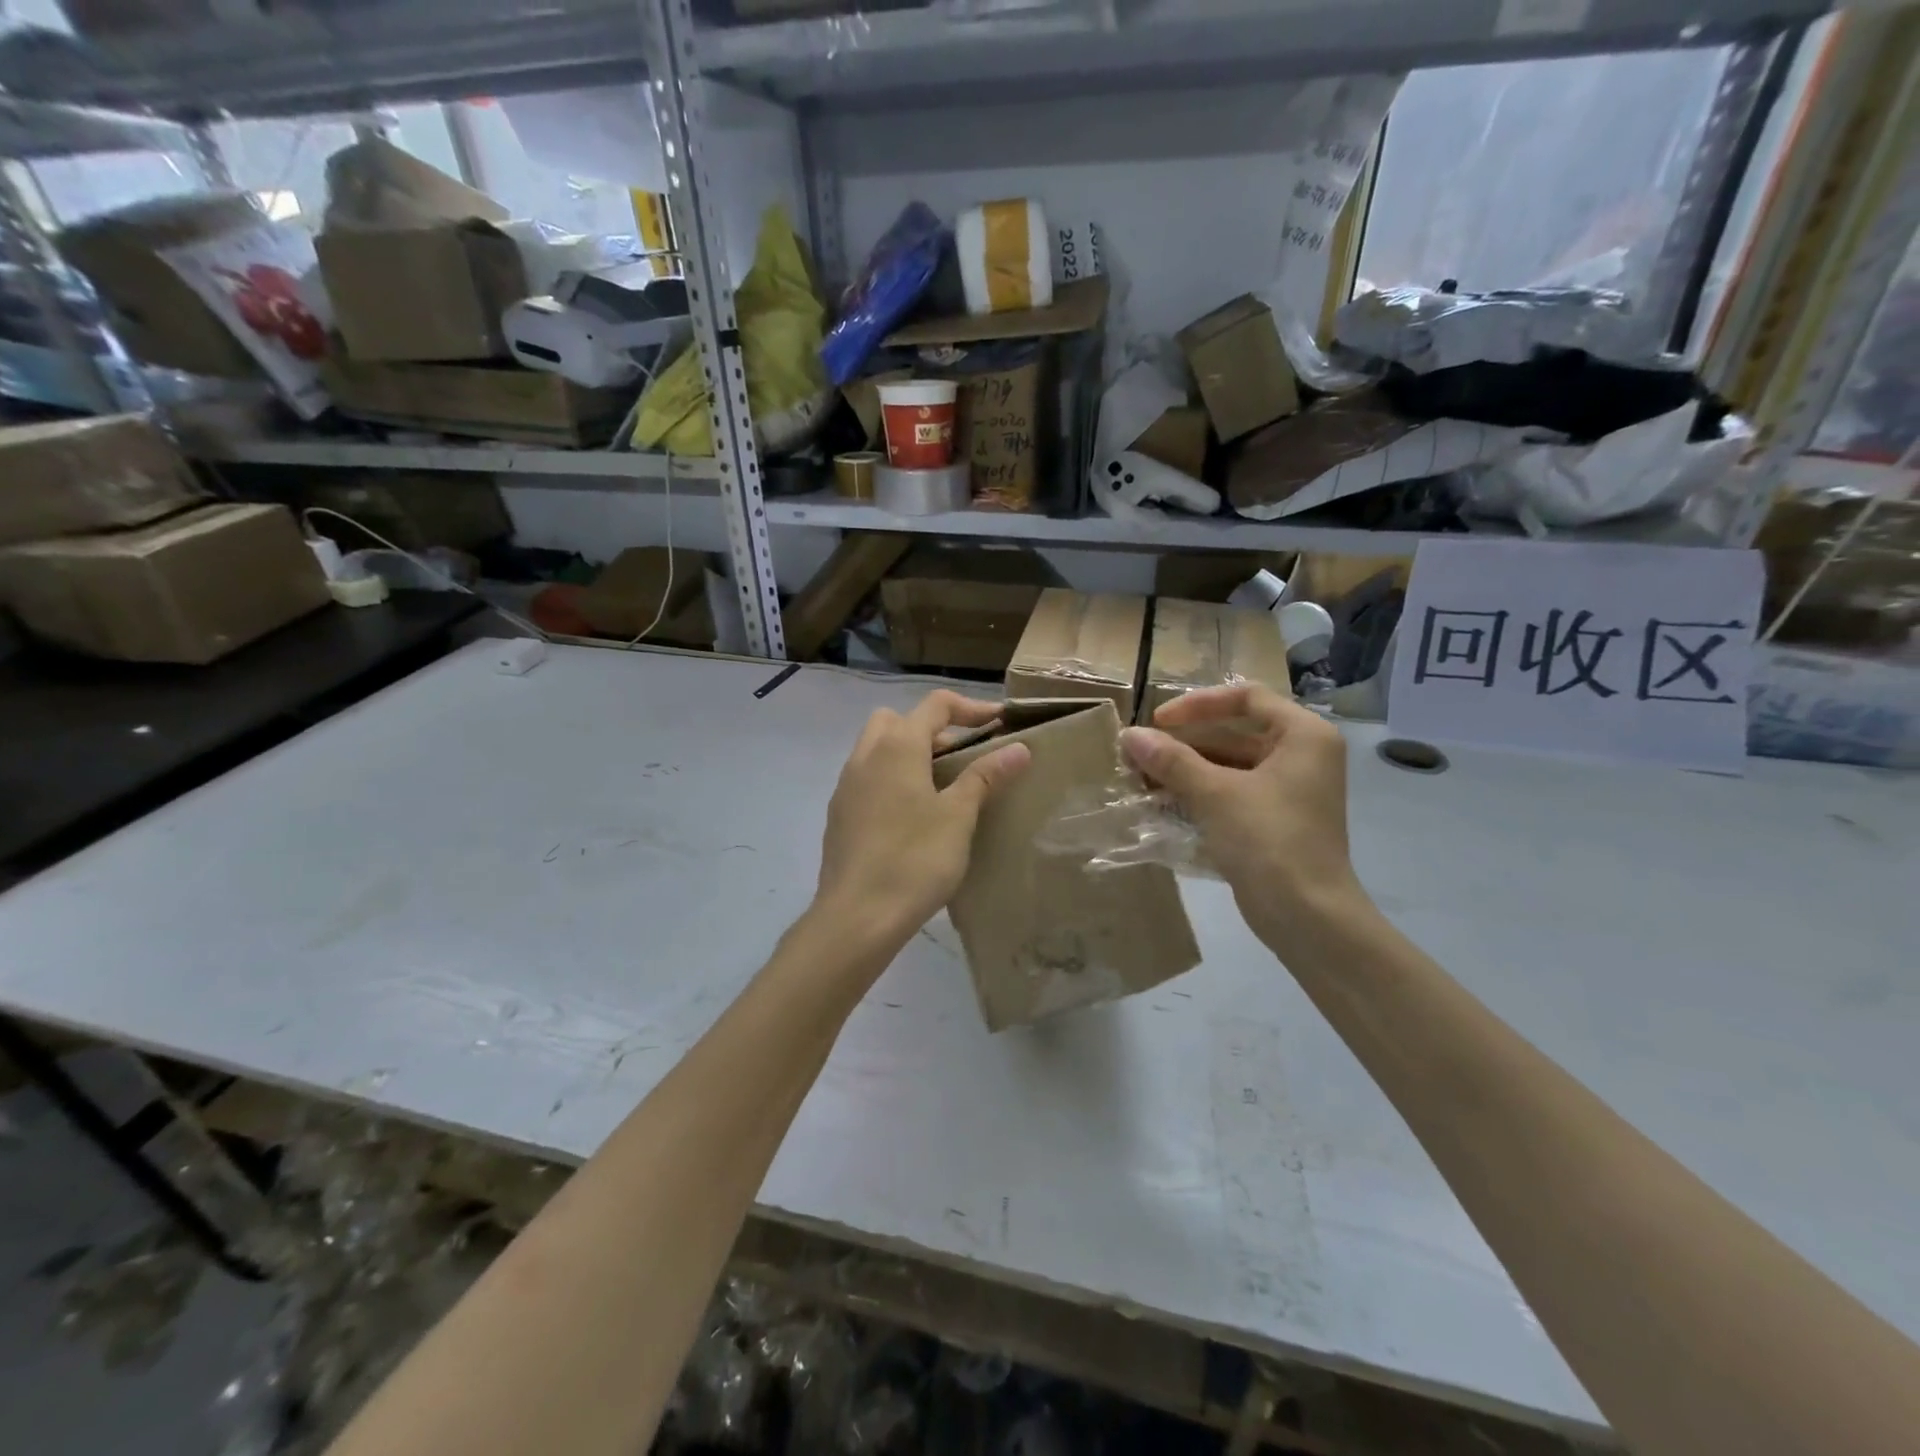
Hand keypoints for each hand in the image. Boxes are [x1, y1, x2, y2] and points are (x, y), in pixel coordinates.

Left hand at [814, 691, 1030, 951]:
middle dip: (931, 728)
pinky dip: (891, 779)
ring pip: (877, 748)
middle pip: (897, 720)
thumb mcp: (959, 816)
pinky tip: (912, 817)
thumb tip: (1018, 747)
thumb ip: (985, 776)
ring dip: (909, 753)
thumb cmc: (915, 860)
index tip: (999, 725)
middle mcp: (865, 755)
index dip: (971, 708)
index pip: (936, 705)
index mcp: (897, 746)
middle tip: (961, 756)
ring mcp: (846, 785)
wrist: (857, 916)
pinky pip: (867, 778)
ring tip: (941, 786)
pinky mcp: (838, 813)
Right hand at [1119, 685, 1365, 952]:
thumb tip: (1129, 735)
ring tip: (1141, 778)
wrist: (1307, 917)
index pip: (1246, 697)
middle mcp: (1301, 756)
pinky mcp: (1273, 820)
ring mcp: (1288, 790)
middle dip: (1184, 742)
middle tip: (1140, 752)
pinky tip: (1160, 802)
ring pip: (1228, 765)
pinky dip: (1198, 793)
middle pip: (1234, 732)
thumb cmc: (1269, 841)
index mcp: (1303, 736)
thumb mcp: (1215, 794)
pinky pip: (1230, 793)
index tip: (1159, 721)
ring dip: (1185, 769)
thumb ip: (1171, 761)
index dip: (1198, 704)